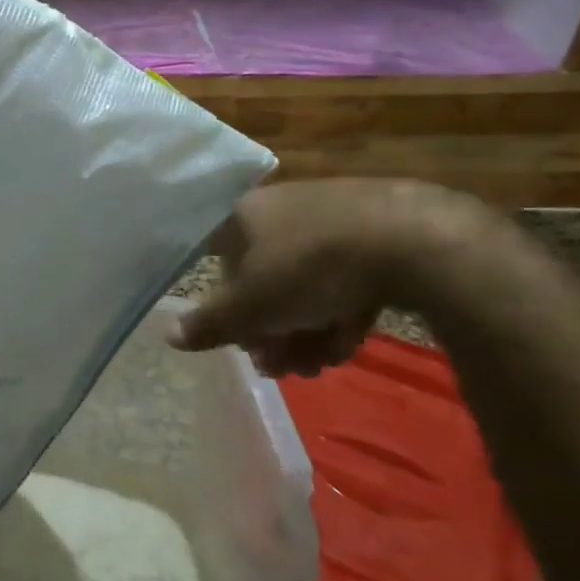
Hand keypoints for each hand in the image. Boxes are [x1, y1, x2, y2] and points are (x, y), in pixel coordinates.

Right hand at [170, 179, 486, 375]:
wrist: (411, 237)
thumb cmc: (309, 267)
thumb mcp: (252, 306)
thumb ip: (210, 324)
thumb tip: (168, 336)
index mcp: (244, 216)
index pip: (219, 262)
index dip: (228, 308)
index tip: (244, 344)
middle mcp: (282, 210)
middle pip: (264, 280)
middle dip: (272, 332)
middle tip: (283, 369)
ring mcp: (330, 219)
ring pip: (306, 285)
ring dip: (305, 331)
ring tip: (319, 366)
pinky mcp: (374, 233)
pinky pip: (343, 278)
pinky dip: (340, 312)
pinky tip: (348, 343)